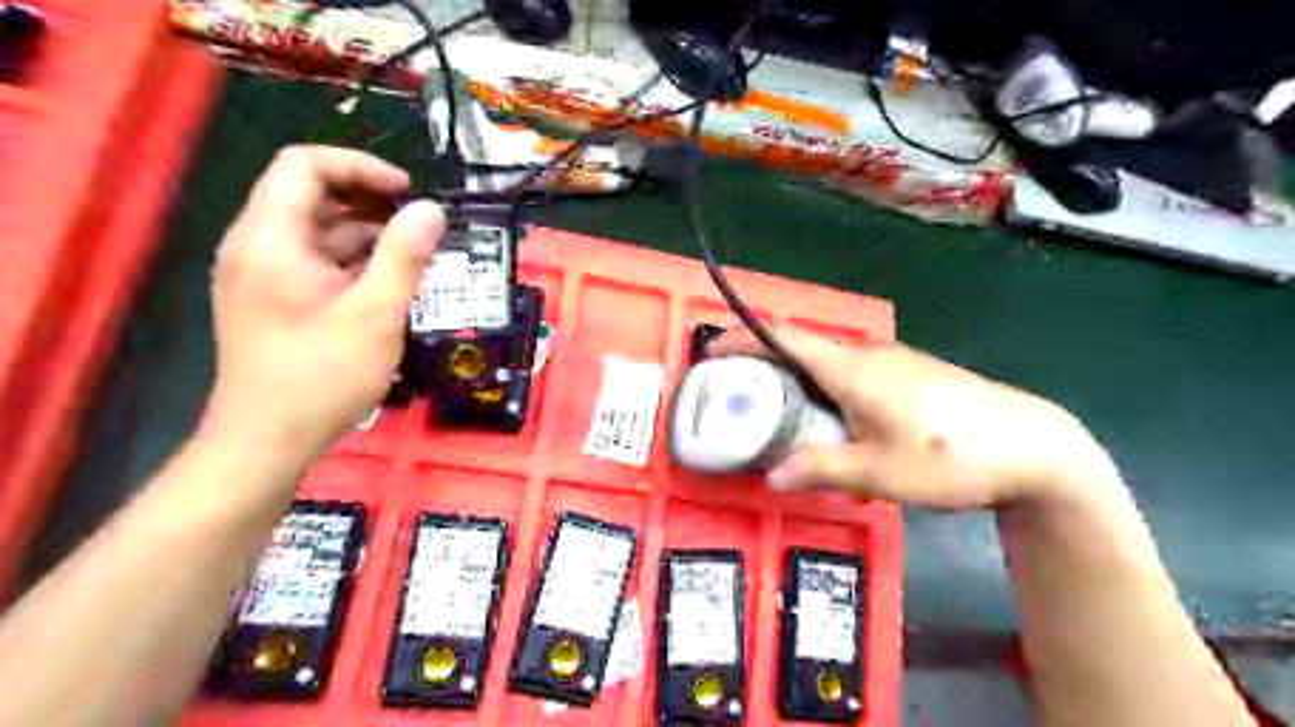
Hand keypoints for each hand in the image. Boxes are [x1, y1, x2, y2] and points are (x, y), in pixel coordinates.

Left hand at [201, 146, 443, 460]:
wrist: (266, 440)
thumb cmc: (323, 375)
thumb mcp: (376, 314)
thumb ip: (405, 256)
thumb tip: (431, 210)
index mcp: (271, 238)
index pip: (305, 166)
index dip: (360, 167)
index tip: (408, 193)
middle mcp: (255, 246)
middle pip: (307, 194)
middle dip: (367, 201)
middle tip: (417, 224)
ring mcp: (258, 275)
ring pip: (313, 231)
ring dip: (363, 234)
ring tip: (413, 257)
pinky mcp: (269, 301)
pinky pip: (311, 262)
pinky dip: (349, 262)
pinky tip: (386, 286)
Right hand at [708, 329, 1113, 509]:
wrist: (1034, 445)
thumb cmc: (951, 457)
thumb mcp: (879, 473)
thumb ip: (820, 469)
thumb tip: (770, 475)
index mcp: (851, 369)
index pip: (783, 339)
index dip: (743, 339)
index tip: (712, 351)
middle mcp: (867, 354)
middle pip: (801, 350)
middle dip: (763, 367)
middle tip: (737, 398)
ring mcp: (892, 360)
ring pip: (828, 363)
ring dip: (796, 381)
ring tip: (777, 415)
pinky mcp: (910, 373)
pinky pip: (852, 372)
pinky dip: (825, 388)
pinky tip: (833, 421)